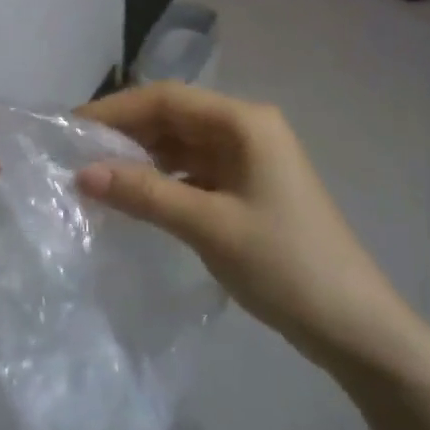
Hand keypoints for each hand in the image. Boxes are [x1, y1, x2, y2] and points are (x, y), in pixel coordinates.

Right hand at [77, 83, 416, 371]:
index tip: (72, 127)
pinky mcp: (248, 188)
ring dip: (142, 157)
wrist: (357, 329)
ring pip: (182, 144)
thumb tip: (82, 174)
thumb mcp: (209, 226)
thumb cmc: (286, 265)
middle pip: (173, 117)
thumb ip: (145, 194)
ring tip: (96, 174)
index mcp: (244, 122)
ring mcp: (249, 159)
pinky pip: (194, 171)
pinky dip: (163, 179)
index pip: (167, 99)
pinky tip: (135, 196)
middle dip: (126, 132)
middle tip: (76, 153)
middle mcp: (246, 129)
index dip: (116, 109)